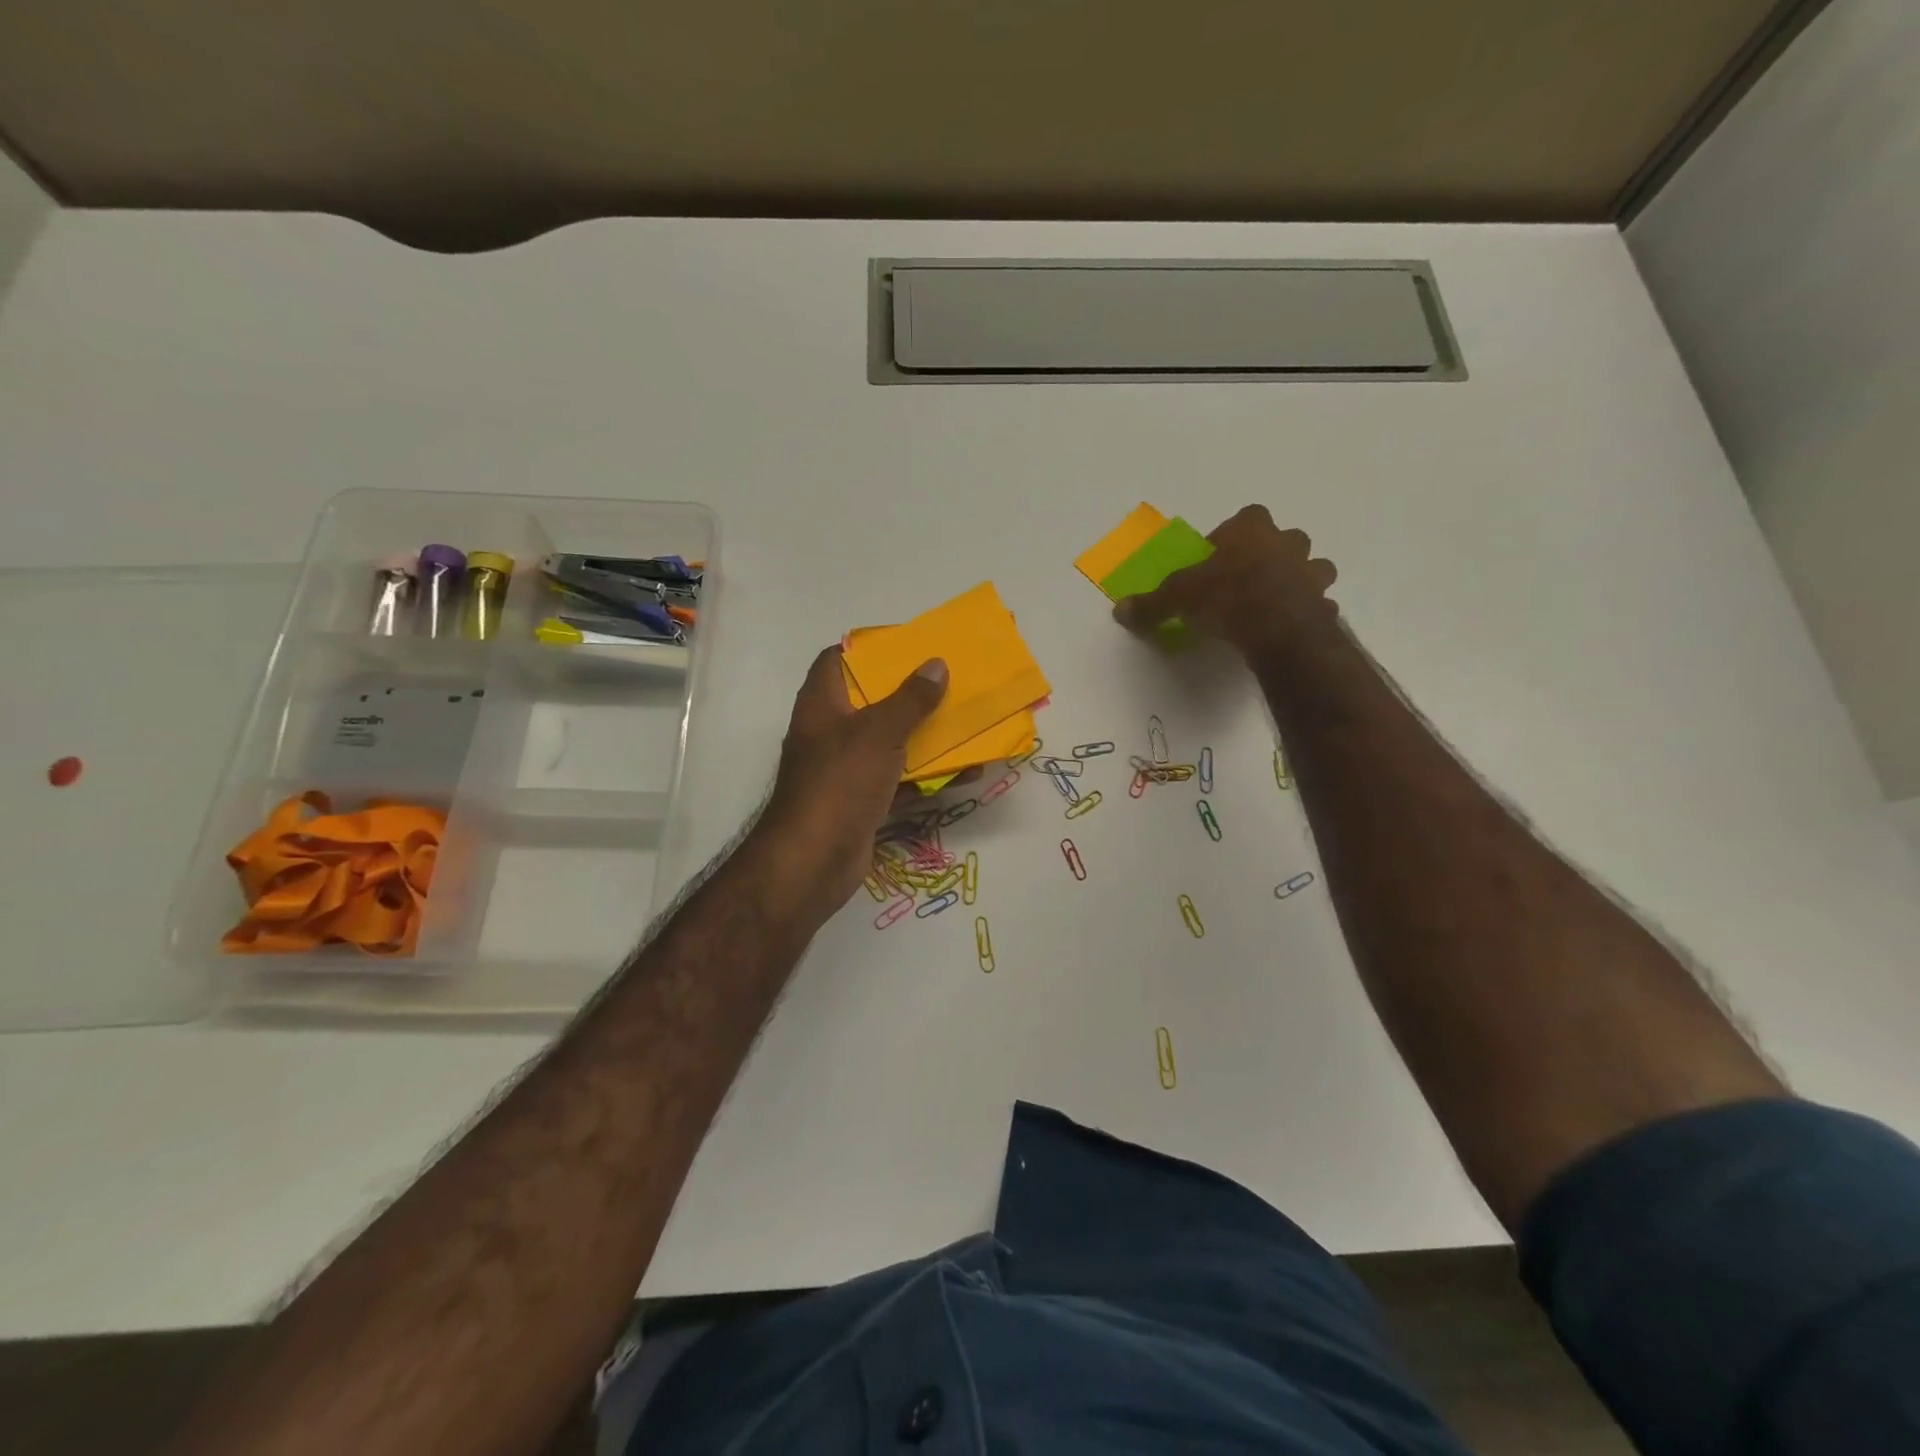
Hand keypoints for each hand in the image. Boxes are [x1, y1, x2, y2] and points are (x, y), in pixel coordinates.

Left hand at [753, 647, 949, 909]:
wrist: (813, 861)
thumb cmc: (840, 783)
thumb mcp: (879, 733)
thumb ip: (910, 699)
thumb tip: (935, 664)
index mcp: (822, 703)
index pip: (838, 660)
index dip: (870, 648)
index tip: (910, 646)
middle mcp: (831, 732)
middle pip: (872, 701)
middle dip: (911, 694)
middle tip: (950, 683)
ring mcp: (846, 770)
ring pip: (891, 743)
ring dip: (927, 737)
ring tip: (967, 724)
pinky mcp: (862, 802)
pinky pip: (900, 781)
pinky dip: (929, 777)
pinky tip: (966, 773)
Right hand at [1114, 505, 1339, 663]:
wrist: (1277, 628)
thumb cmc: (1226, 596)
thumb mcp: (1177, 598)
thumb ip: (1151, 603)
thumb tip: (1119, 610)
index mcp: (1251, 530)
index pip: (1247, 516)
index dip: (1233, 535)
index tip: (1219, 558)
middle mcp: (1287, 543)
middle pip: (1286, 538)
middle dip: (1274, 553)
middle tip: (1250, 578)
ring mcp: (1311, 573)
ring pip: (1312, 568)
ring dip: (1298, 580)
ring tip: (1276, 602)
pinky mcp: (1323, 605)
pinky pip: (1316, 604)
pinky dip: (1306, 613)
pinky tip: (1288, 628)